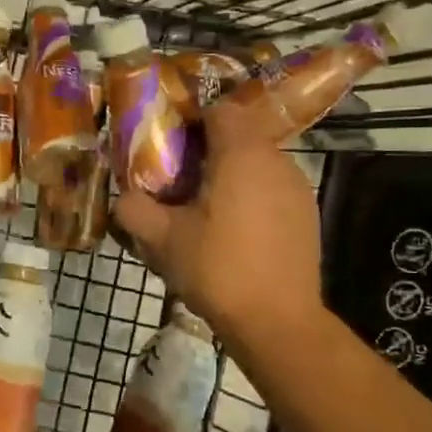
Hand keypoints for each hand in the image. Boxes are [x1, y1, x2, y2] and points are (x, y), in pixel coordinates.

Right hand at [112, 103, 323, 348]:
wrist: (277, 322)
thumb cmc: (217, 269)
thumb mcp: (162, 240)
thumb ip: (134, 209)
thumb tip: (123, 197)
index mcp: (242, 154)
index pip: (220, 110)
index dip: (191, 121)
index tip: (170, 147)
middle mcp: (276, 161)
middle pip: (240, 136)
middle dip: (208, 151)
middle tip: (179, 182)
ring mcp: (298, 188)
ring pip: (258, 164)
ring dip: (231, 176)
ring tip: (205, 211)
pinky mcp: (308, 215)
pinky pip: (273, 190)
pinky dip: (252, 198)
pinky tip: (235, 234)